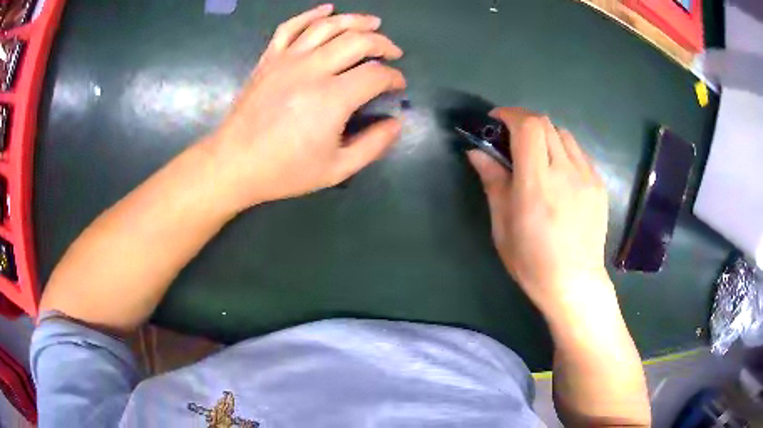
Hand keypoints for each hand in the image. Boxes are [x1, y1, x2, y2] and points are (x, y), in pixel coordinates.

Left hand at [206, 4, 405, 210]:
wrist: (234, 163)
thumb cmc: (284, 170)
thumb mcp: (337, 169)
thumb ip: (373, 145)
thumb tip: (396, 123)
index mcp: (332, 98)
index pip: (375, 74)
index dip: (394, 78)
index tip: (398, 86)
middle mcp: (312, 69)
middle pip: (357, 41)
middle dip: (383, 43)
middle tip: (393, 53)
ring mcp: (287, 59)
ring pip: (328, 26)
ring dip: (356, 21)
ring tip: (373, 23)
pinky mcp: (269, 58)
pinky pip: (291, 26)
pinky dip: (311, 14)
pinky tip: (327, 10)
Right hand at [468, 108, 611, 316]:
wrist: (574, 282)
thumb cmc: (531, 261)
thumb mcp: (503, 226)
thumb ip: (493, 182)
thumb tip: (477, 152)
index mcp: (537, 185)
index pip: (528, 127)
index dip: (510, 115)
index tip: (496, 121)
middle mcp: (566, 173)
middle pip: (546, 123)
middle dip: (524, 122)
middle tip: (511, 139)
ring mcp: (587, 177)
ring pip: (564, 134)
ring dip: (544, 135)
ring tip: (536, 156)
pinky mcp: (599, 184)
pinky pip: (578, 152)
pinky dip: (563, 150)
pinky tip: (558, 173)